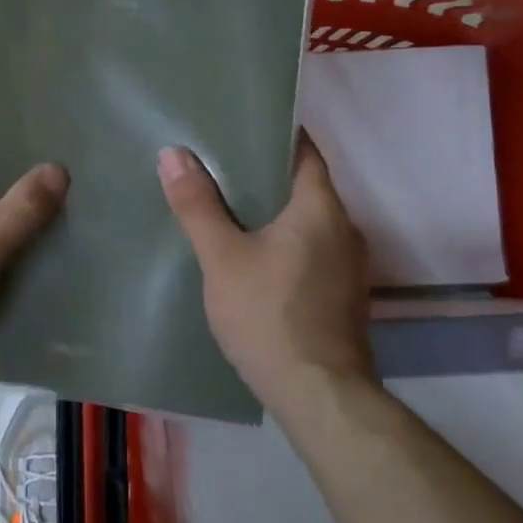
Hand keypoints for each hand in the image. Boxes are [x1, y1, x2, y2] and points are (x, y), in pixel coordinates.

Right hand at [157, 134, 375, 409]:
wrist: (318, 395)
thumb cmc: (269, 315)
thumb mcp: (222, 257)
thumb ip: (198, 205)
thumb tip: (173, 153)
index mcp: (321, 208)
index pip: (304, 151)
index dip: (274, 134)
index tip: (239, 127)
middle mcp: (345, 229)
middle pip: (305, 186)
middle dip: (265, 175)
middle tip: (218, 166)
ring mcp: (349, 266)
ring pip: (307, 221)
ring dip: (274, 212)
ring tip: (229, 208)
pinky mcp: (343, 295)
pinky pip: (311, 250)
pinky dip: (285, 242)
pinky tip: (254, 256)